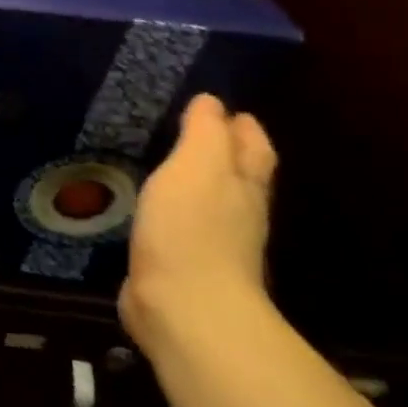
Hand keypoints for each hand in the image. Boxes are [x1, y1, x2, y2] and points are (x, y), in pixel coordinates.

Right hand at [119, 93, 276, 357]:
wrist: (185, 305)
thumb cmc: (192, 227)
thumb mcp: (196, 167)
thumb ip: (204, 133)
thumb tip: (213, 102)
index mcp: (243, 185)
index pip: (252, 148)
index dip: (243, 127)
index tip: (227, 109)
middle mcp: (238, 212)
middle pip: (240, 176)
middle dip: (227, 154)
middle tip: (201, 132)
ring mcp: (214, 243)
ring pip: (213, 201)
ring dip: (199, 183)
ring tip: (173, 166)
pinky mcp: (183, 265)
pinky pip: (183, 226)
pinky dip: (175, 211)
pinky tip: (155, 208)